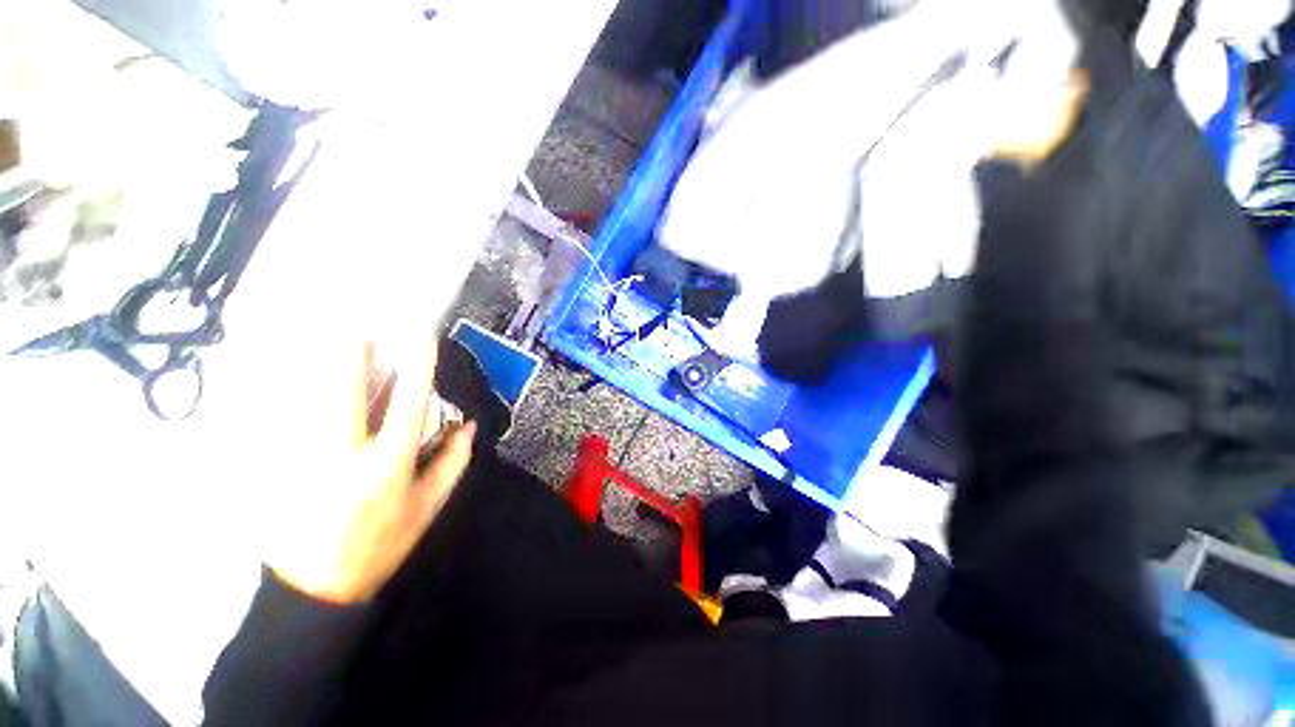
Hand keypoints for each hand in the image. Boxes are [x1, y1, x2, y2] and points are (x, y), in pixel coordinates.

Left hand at [265, 338, 475, 604]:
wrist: (314, 590)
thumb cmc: (381, 545)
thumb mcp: (428, 508)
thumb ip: (453, 462)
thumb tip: (467, 424)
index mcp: (387, 466)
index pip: (408, 405)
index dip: (419, 368)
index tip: (423, 338)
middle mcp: (343, 457)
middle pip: (344, 393)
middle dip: (352, 355)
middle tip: (358, 326)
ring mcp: (301, 462)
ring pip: (305, 400)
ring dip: (319, 367)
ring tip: (328, 340)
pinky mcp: (272, 471)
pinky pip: (279, 421)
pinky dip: (287, 396)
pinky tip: (291, 380)